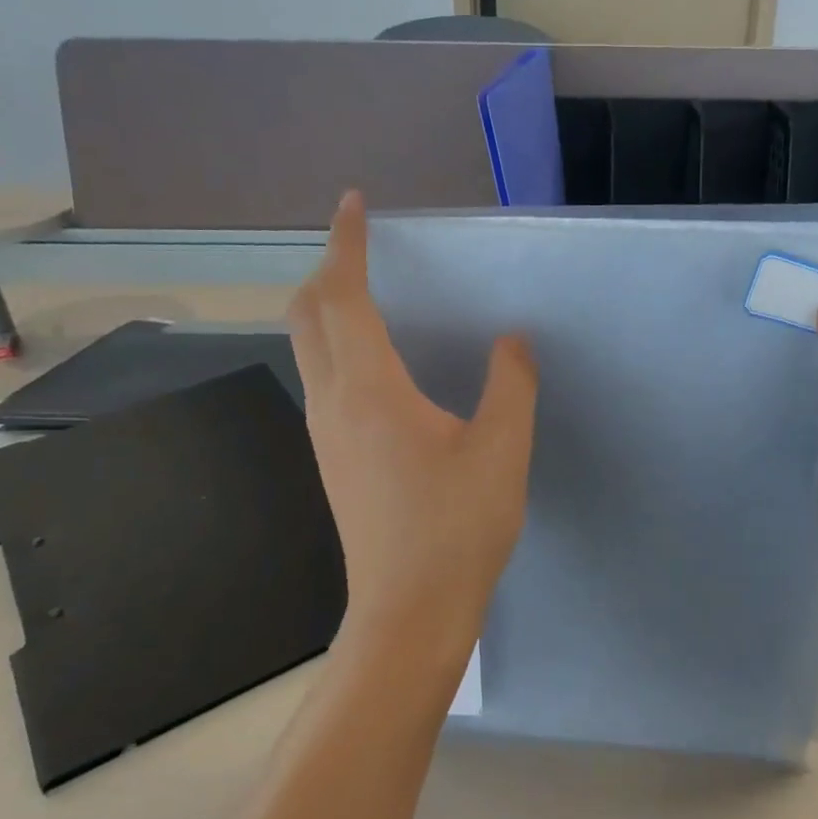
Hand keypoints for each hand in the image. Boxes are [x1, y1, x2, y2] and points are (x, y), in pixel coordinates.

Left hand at [290, 193, 538, 667]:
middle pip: (306, 316)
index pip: (343, 297)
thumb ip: (510, 384)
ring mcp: (326, 436)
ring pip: (309, 350)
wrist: (410, 613)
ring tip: (371, 297)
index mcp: (370, 391)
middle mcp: (333, 404)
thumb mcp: (503, 450)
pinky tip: (381, 367)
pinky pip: (324, 382)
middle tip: (363, 250)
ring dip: (328, 311)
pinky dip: (339, 348)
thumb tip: (510, 341)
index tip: (353, 205)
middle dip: (327, 271)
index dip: (346, 244)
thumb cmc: (457, 528)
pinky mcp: (334, 461)